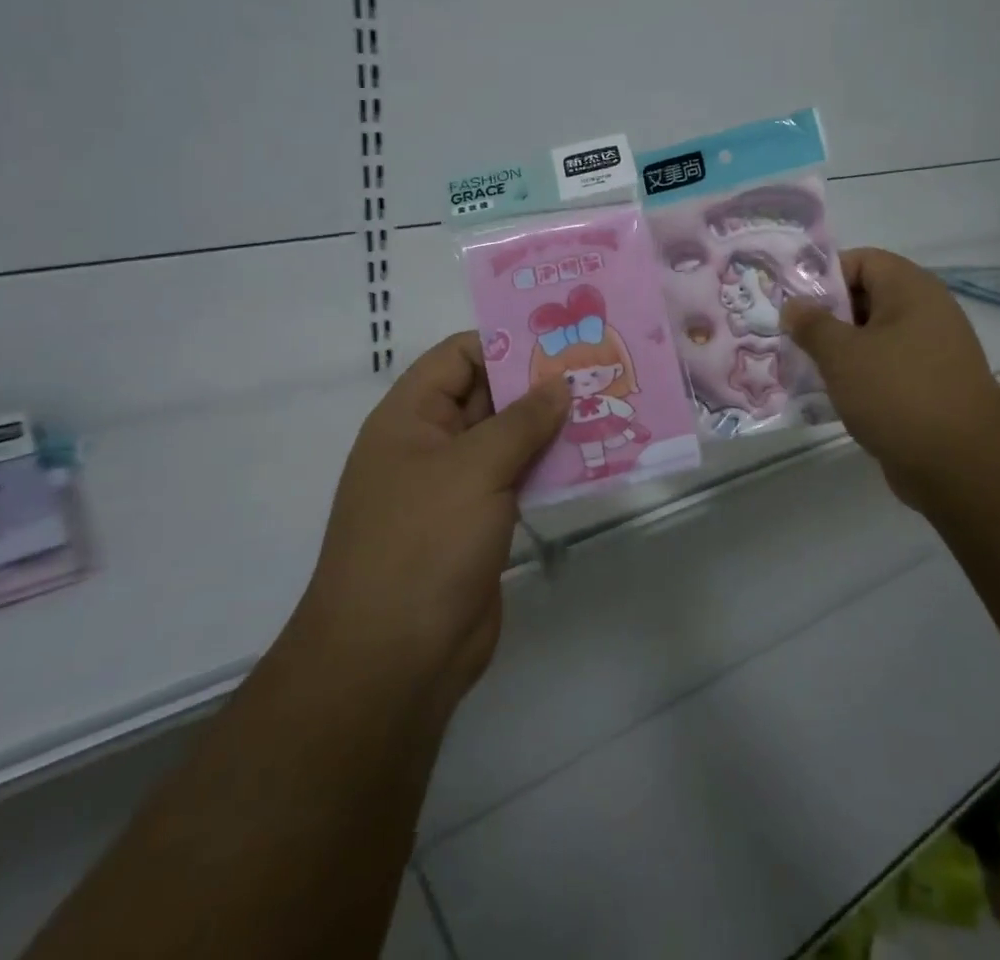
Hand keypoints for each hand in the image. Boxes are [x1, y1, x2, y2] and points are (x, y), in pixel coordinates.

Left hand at [297, 333, 568, 716]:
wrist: (393, 660)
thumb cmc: (423, 544)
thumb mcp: (474, 468)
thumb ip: (521, 420)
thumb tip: (558, 384)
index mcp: (410, 418)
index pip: (459, 356)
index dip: (506, 342)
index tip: (562, 338)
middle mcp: (430, 444)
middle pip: (487, 395)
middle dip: (538, 383)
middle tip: (597, 367)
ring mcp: (455, 487)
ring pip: (508, 439)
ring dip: (550, 426)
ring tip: (606, 405)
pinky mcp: (479, 523)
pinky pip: (518, 479)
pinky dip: (549, 466)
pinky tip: (592, 456)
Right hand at [783, 249, 999, 511]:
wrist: (963, 464)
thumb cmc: (898, 392)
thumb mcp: (842, 354)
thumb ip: (812, 324)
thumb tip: (794, 305)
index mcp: (910, 289)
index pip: (861, 261)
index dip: (824, 276)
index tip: (792, 303)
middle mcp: (925, 312)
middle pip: (865, 298)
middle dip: (825, 317)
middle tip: (790, 337)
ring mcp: (930, 352)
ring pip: (873, 338)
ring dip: (838, 351)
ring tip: (802, 368)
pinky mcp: (929, 387)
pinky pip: (885, 370)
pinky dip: (858, 378)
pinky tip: (829, 397)